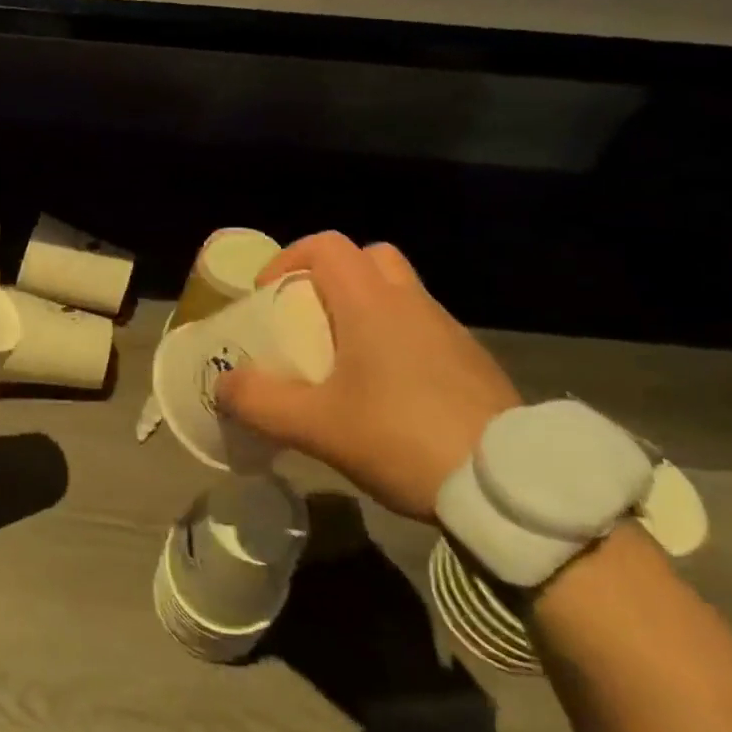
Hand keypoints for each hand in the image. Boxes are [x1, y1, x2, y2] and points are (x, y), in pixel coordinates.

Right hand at [213, 233, 517, 522]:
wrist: (507, 485)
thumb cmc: (401, 437)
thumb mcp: (317, 427)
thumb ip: (261, 402)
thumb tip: (224, 385)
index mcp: (371, 302)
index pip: (326, 246)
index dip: (289, 259)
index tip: (269, 296)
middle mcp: (411, 302)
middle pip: (368, 258)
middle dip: (332, 278)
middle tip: (310, 319)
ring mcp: (449, 330)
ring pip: (399, 294)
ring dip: (366, 310)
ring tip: (344, 362)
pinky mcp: (472, 361)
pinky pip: (423, 329)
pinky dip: (397, 340)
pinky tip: (389, 393)